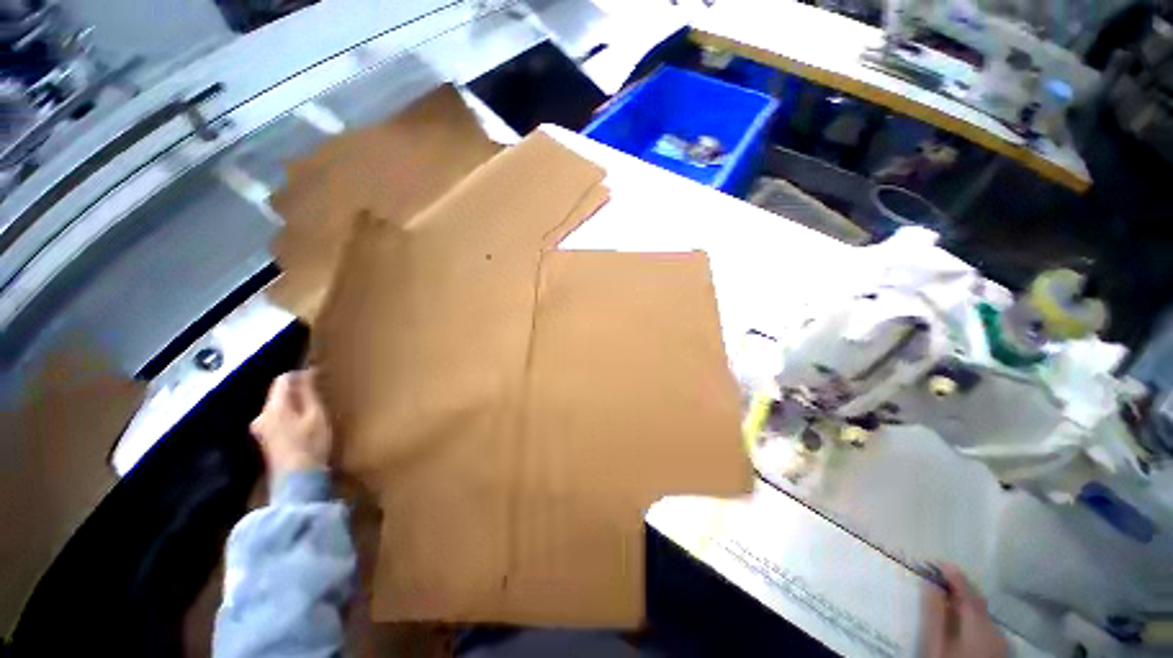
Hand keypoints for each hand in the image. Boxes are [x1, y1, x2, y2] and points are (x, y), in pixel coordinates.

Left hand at [250, 370, 332, 477]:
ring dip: (294, 404)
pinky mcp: (265, 440)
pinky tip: (304, 424)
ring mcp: (261, 429)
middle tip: (319, 393)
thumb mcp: (316, 415)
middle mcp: (261, 416)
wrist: (298, 481)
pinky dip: (290, 415)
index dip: (300, 375)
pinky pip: (277, 418)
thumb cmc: (311, 444)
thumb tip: (307, 372)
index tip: (318, 377)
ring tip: (314, 409)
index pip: (282, 380)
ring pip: (278, 407)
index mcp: (273, 408)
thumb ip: (309, 393)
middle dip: (297, 391)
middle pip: (278, 394)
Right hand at [922, 563, 1008, 657]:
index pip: (966, 589)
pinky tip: (960, 625)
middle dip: (958, 589)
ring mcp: (1001, 643)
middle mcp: (995, 628)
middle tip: (937, 579)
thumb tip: (930, 584)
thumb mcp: (936, 643)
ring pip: (982, 615)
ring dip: (965, 605)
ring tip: (945, 601)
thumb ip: (935, 613)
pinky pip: (985, 628)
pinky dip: (971, 620)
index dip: (951, 573)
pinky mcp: (1001, 653)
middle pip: (977, 602)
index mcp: (979, 622)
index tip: (935, 561)